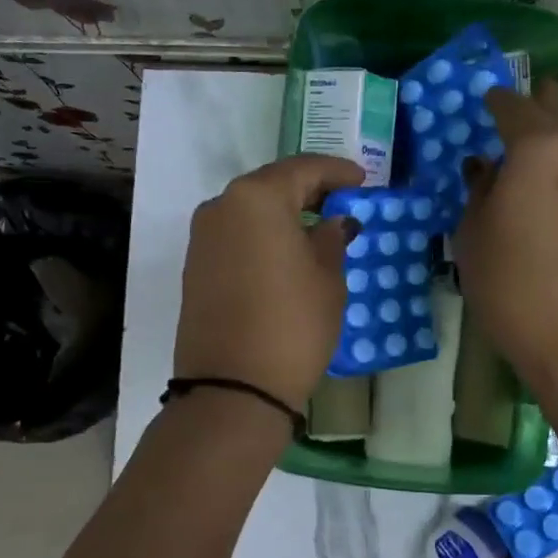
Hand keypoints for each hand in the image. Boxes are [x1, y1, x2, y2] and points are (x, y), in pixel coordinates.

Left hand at [174, 154, 364, 409]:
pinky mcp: (195, 266)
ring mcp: (202, 237)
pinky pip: (236, 236)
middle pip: (271, 185)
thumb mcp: (327, 279)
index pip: (303, 169)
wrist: (233, 388)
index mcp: (257, 198)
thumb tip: (333, 223)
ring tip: (317, 229)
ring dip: (283, 214)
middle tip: (342, 202)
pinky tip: (286, 252)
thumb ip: (332, 240)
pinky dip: (263, 236)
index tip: (362, 181)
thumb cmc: (292, 325)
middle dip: (309, 190)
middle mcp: (221, 206)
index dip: (337, 172)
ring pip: (250, 211)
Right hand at [455, 79, 557, 394]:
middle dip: (538, 102)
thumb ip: (477, 193)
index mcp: (538, 149)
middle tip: (520, 98)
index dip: (495, 100)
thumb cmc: (514, 285)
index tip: (484, 98)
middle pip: (556, 114)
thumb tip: (483, 169)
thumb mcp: (474, 238)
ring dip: (549, 144)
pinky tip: (543, 197)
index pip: (513, 107)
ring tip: (522, 156)